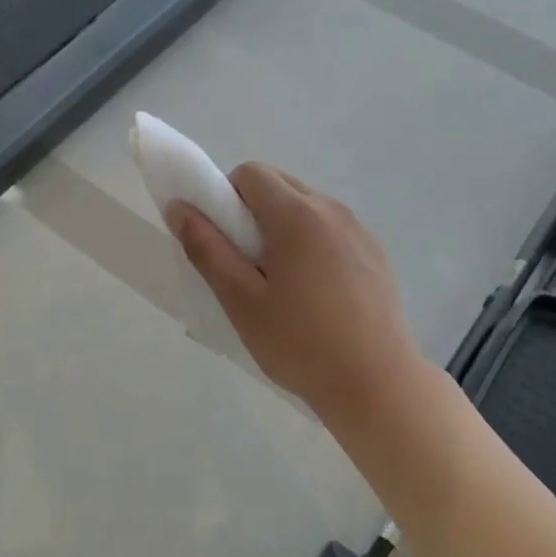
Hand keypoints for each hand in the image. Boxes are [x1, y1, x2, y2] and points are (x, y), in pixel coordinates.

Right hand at [170, 164, 422, 427]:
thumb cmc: (299, 343)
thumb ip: (206, 249)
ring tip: (281, 283)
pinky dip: (311, 243)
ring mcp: (358, 230)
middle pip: (280, 184)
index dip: (224, 196)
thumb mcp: (240, 300)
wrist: (376, 383)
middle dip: (252, 210)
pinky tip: (314, 294)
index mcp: (296, 215)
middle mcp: (331, 209)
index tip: (222, 240)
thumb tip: (179, 208)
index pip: (250, 173)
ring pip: (307, 206)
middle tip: (245, 264)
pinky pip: (331, 229)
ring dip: (283, 227)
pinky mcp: (375, 253)